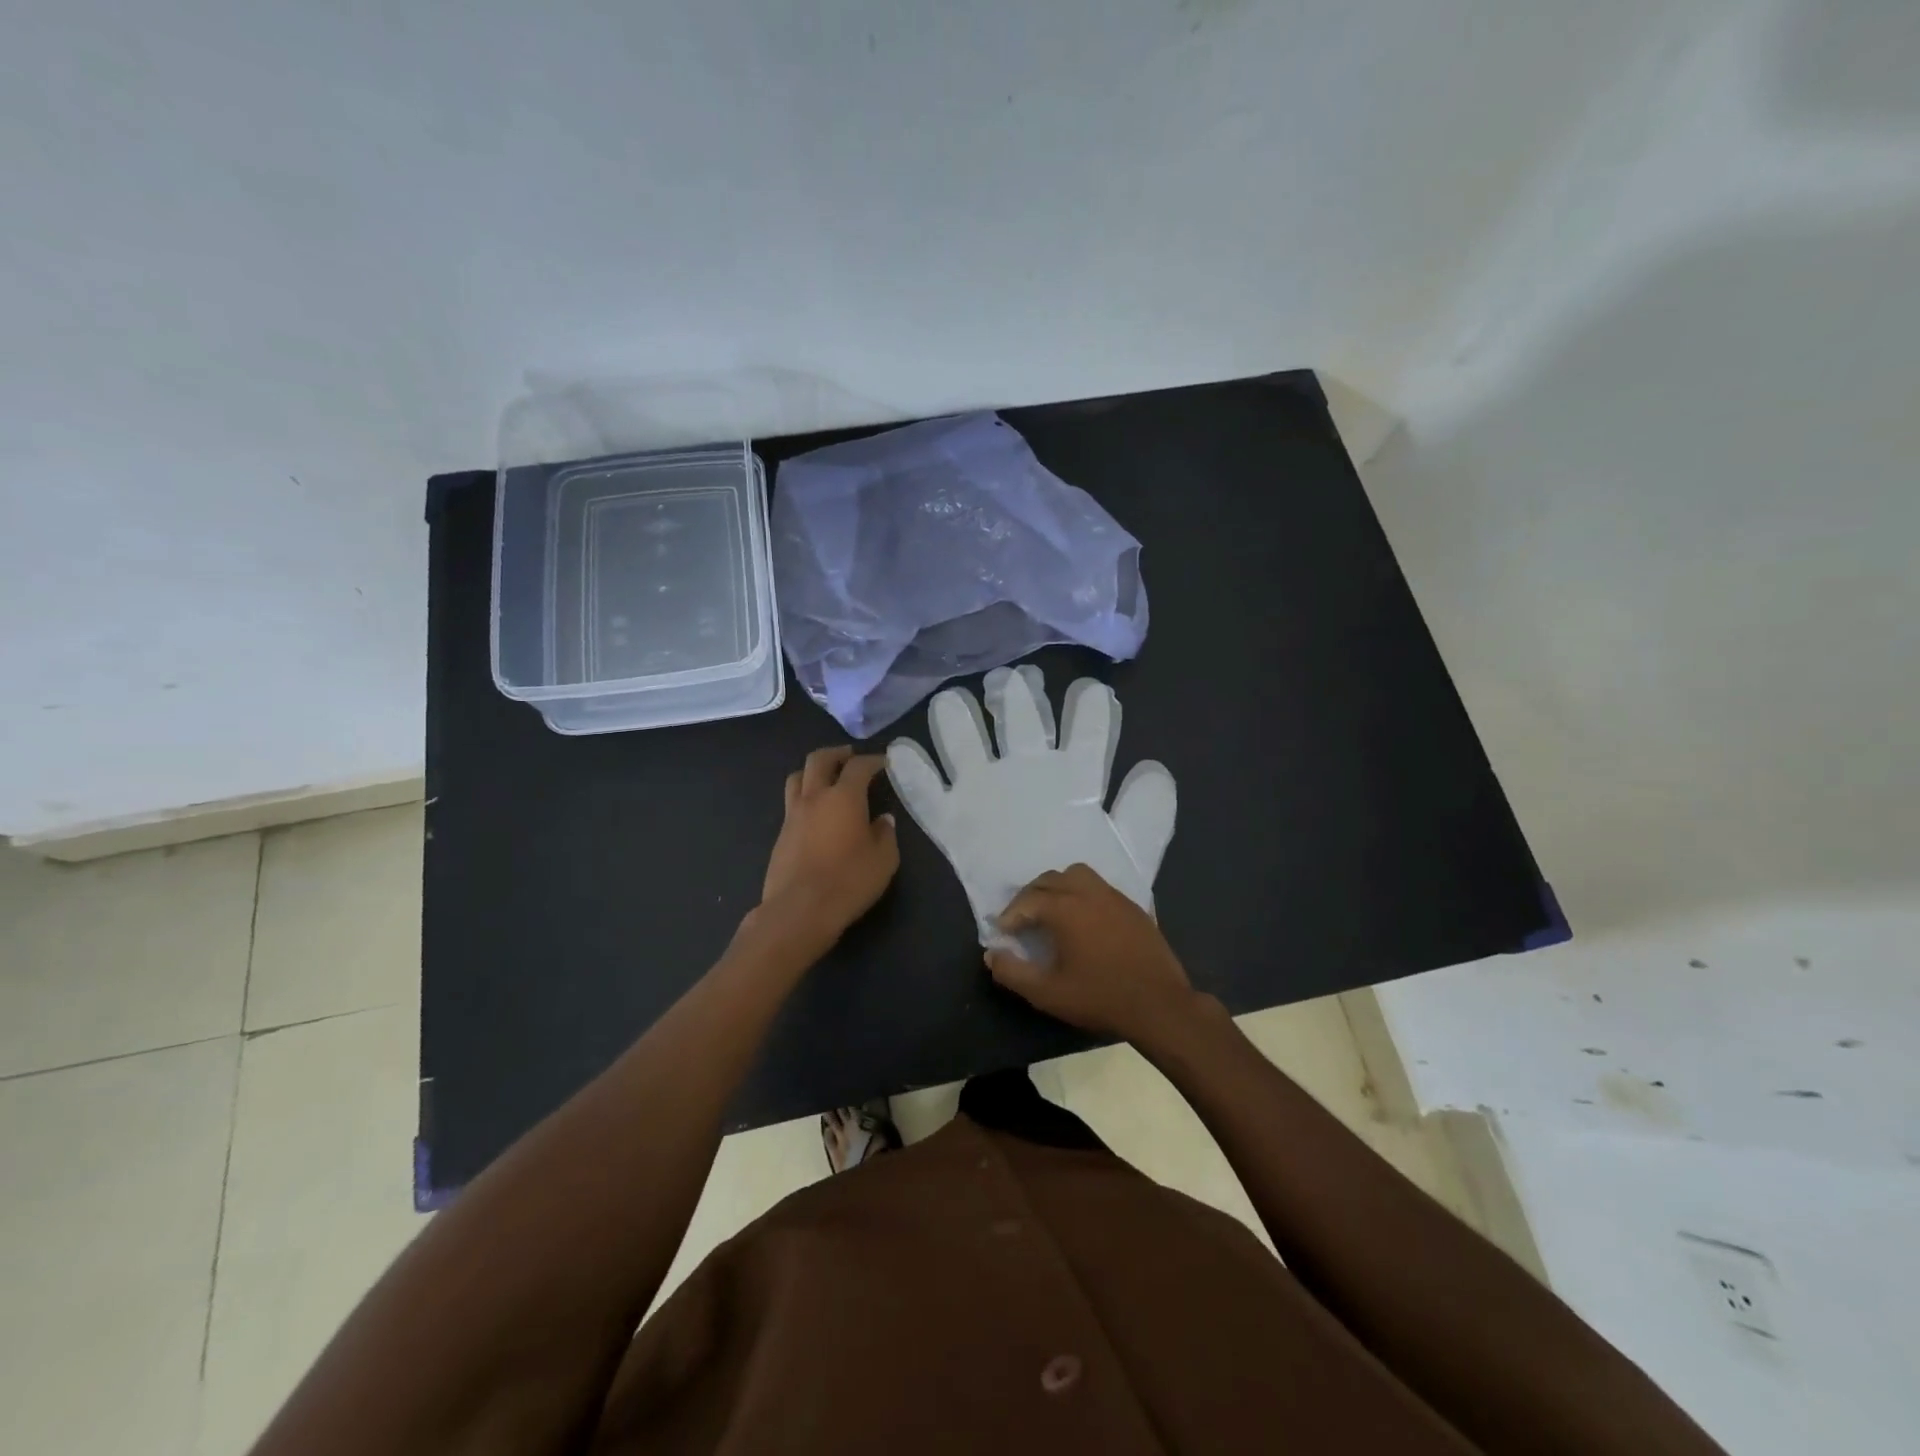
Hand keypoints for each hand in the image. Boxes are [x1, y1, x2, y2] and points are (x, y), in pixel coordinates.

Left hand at [757, 747, 899, 946]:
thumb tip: (882, 820)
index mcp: (844, 797)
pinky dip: (805, 798)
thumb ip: (885, 834)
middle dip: (836, 754)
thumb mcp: (884, 860)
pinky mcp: (781, 835)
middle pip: (819, 760)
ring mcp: (793, 815)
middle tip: (849, 756)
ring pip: (798, 778)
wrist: (799, 910)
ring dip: (813, 771)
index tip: (883, 762)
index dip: (873, 760)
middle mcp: (815, 797)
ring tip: (826, 778)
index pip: (858, 766)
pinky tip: (815, 813)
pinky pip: (792, 803)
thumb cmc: (849, 881)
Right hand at [885, 665, 1176, 943]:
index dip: (1088, 712)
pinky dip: (916, 777)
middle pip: (1019, 725)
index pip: (1083, 736)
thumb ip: (1145, 817)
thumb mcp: (1135, 858)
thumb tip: (1152, 766)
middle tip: (1012, 682)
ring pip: (968, 748)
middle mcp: (1028, 778)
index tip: (1090, 691)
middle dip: (1016, 701)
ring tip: (952, 703)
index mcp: (1073, 782)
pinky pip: (930, 799)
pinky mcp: (956, 826)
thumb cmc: (1110, 900)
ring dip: (959, 724)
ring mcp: (988, 797)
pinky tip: (903, 752)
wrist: (1080, 952)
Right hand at [984, 863, 1198, 1041]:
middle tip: (1022, 919)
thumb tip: (991, 954)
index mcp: (1065, 908)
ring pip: (1077, 875)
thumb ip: (1013, 972)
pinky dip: (1083, 894)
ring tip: (1052, 910)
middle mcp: (1088, 892)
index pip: (1028, 901)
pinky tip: (1084, 919)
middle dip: (1030, 896)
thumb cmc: (1100, 997)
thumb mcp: (1047, 993)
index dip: (1010, 915)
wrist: (1160, 1005)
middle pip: (1050, 879)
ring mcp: (1114, 896)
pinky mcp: (1133, 906)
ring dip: (1058, 887)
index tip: (1003, 931)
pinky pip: (1100, 887)